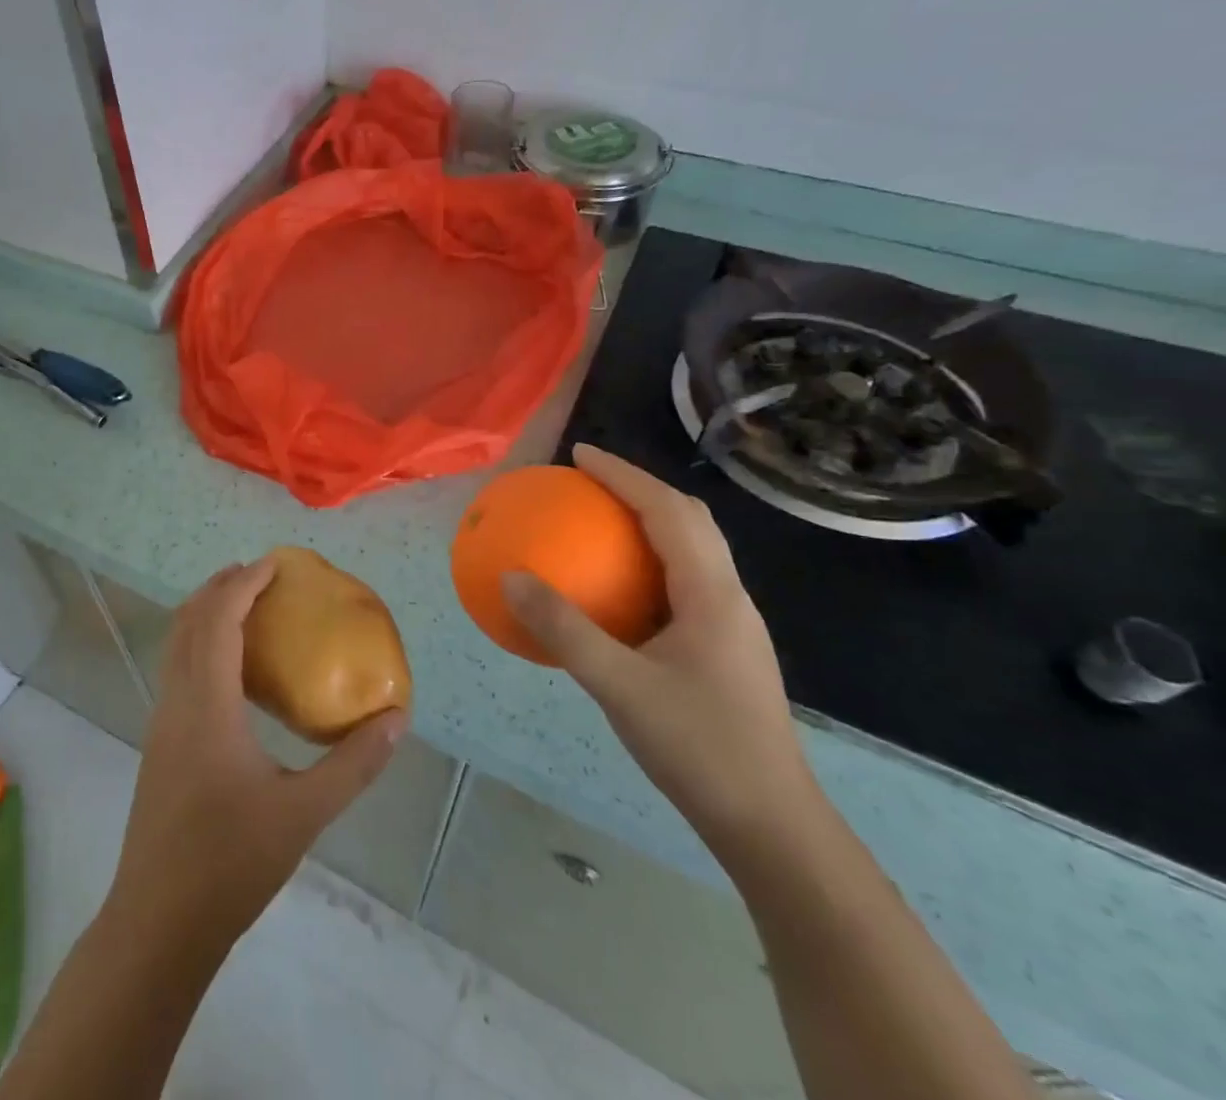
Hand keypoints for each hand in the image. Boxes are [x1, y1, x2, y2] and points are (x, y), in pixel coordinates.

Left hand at [107, 561, 406, 948]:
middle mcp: (176, 701)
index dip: (243, 583)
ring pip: (176, 644)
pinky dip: (199, 644)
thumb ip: (353, 764)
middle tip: (262, 575)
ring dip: (206, 614)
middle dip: (220, 587)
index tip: (275, 564)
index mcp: (206, 705)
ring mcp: (161, 722)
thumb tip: (395, 718)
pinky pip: (177, 670)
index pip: (218, 619)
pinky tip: (231, 671)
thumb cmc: (230, 863)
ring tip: (246, 608)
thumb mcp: (304, 814)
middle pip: (189, 621)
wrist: (157, 923)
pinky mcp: (160, 743)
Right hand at [503, 445, 819, 858]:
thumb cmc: (701, 748)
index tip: (579, 455)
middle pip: (689, 520)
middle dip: (639, 489)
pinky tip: (615, 592)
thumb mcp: (620, 687)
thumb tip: (511, 577)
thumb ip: (564, 629)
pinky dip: (647, 564)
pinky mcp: (723, 651)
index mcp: (712, 594)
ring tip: (598, 522)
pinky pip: (681, 584)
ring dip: (648, 523)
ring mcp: (730, 626)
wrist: (771, 826)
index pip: (669, 510)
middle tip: (587, 482)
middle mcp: (728, 598)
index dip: (624, 475)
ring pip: (691, 552)